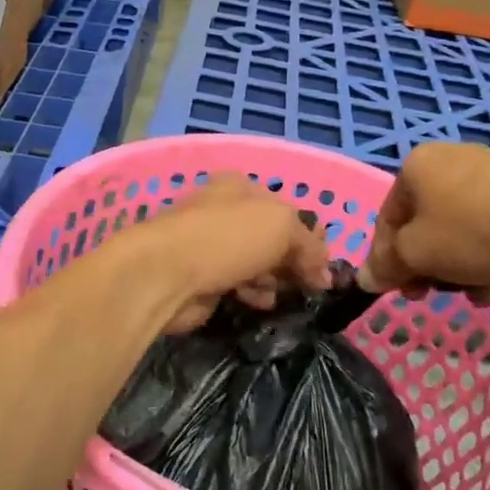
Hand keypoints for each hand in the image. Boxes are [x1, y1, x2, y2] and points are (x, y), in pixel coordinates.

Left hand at [126, 176, 333, 333]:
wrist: (164, 274)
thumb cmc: (225, 238)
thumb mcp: (281, 227)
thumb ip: (309, 245)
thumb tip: (324, 274)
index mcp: (241, 187)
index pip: (289, 209)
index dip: (311, 237)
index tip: (325, 265)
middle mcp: (225, 211)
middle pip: (273, 238)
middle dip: (292, 261)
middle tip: (308, 285)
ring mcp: (211, 245)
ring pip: (257, 263)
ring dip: (273, 279)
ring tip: (275, 292)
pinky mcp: (202, 277)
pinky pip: (239, 284)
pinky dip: (252, 292)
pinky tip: (256, 301)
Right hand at [363, 144, 489, 294]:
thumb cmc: (471, 230)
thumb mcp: (417, 254)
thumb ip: (387, 265)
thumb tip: (364, 278)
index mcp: (415, 166)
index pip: (387, 218)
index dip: (385, 259)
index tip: (395, 292)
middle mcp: (447, 159)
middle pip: (423, 222)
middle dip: (425, 263)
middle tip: (431, 294)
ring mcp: (488, 169)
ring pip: (458, 225)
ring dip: (456, 264)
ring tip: (472, 295)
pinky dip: (486, 251)